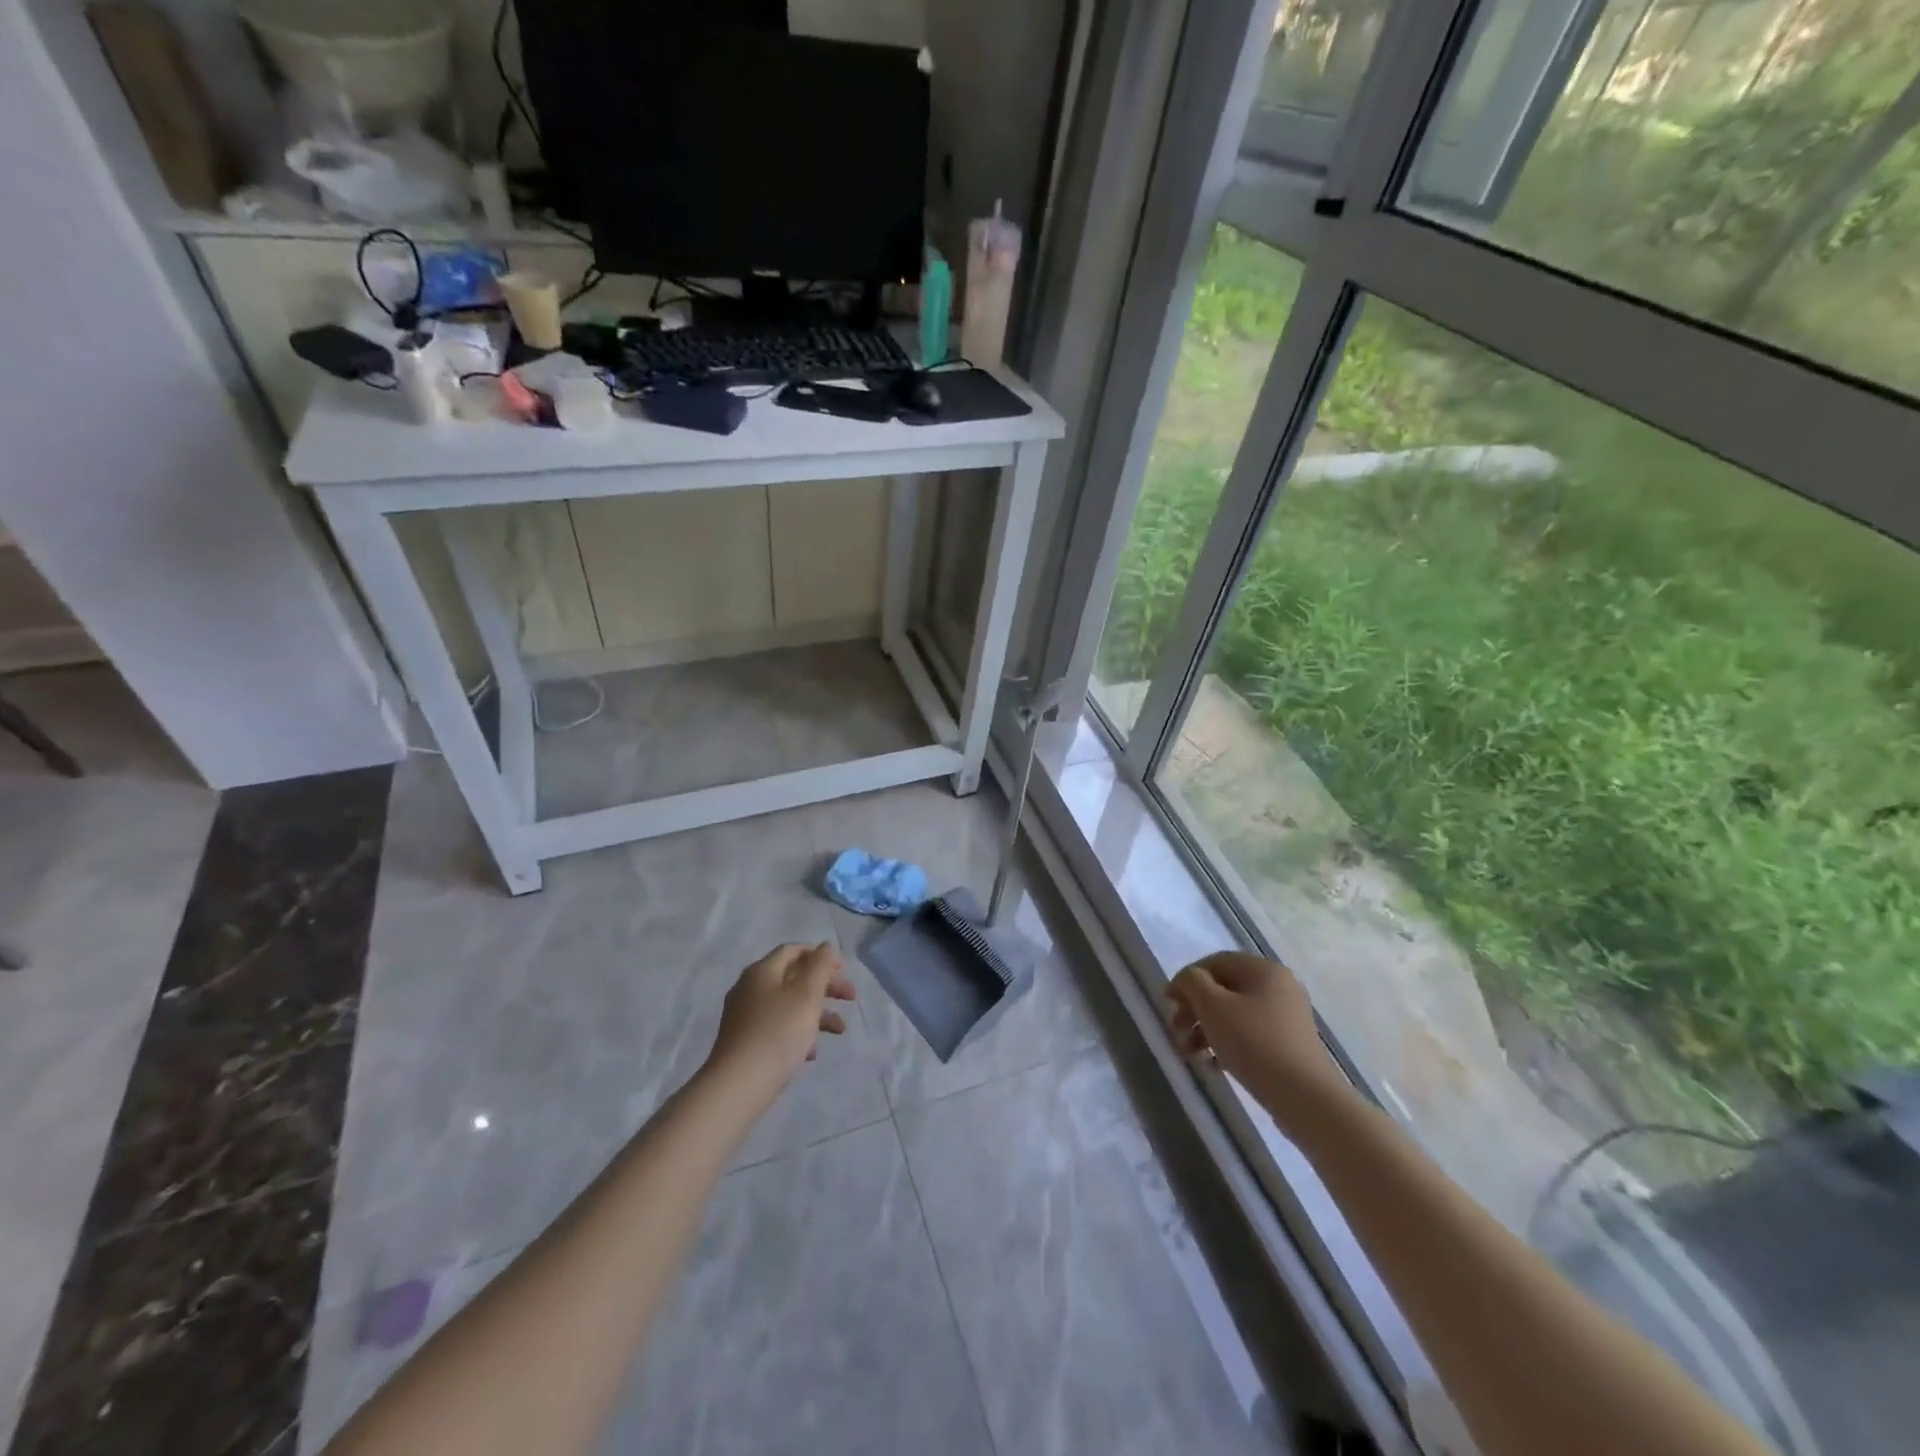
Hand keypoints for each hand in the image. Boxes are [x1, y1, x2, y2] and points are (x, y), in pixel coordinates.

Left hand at [708, 943, 855, 1091]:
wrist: (738, 1085)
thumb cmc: (779, 1032)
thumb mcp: (807, 994)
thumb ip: (820, 966)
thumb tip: (825, 946)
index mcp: (762, 971)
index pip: (794, 950)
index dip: (821, 956)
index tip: (844, 971)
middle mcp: (750, 988)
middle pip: (793, 977)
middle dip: (825, 986)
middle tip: (850, 999)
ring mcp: (745, 1016)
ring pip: (788, 1004)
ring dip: (817, 1012)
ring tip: (840, 1031)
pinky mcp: (745, 1041)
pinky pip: (777, 1027)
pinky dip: (798, 1032)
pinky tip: (811, 1052)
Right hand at [1165, 951, 1349, 1122]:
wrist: (1305, 1098)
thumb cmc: (1254, 1043)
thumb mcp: (1213, 1006)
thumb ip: (1192, 983)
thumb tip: (1186, 981)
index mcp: (1263, 969)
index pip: (1214, 962)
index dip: (1186, 980)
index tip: (1168, 1004)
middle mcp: (1278, 987)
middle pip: (1223, 989)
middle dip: (1194, 1010)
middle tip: (1177, 1033)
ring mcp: (1286, 1017)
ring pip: (1234, 1014)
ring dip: (1205, 1030)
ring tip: (1191, 1055)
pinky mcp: (1288, 1044)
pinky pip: (1249, 1035)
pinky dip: (1226, 1044)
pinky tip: (1214, 1065)